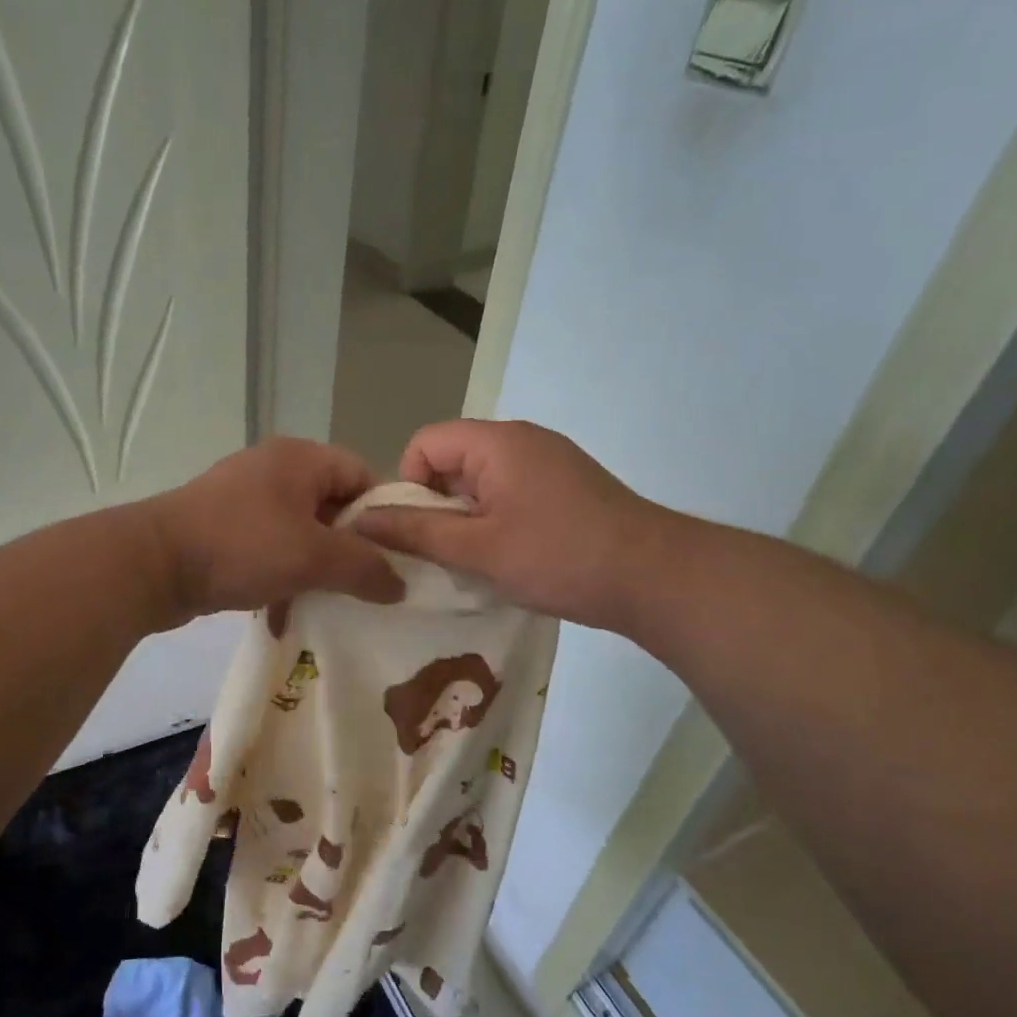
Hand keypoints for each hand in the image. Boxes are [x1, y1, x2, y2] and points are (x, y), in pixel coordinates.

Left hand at [144, 438, 404, 625]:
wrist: (153, 565)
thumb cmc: (242, 546)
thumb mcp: (314, 557)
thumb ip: (365, 568)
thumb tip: (400, 585)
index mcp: (300, 458)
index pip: (361, 475)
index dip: (384, 515)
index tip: (397, 557)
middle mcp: (274, 469)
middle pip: (331, 505)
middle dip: (350, 548)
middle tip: (368, 586)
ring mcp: (244, 499)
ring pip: (300, 531)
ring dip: (315, 567)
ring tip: (332, 603)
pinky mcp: (223, 529)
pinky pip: (269, 548)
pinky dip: (282, 575)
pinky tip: (286, 611)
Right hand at [352, 420, 661, 629]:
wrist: (655, 577)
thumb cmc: (558, 557)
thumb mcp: (477, 549)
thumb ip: (416, 532)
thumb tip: (361, 520)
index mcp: (497, 442)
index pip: (425, 443)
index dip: (408, 484)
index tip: (418, 530)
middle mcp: (523, 439)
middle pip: (453, 459)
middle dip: (437, 505)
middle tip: (443, 552)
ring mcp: (550, 461)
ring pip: (482, 480)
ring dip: (467, 516)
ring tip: (476, 560)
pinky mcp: (567, 485)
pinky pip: (511, 491)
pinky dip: (497, 518)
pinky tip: (510, 557)